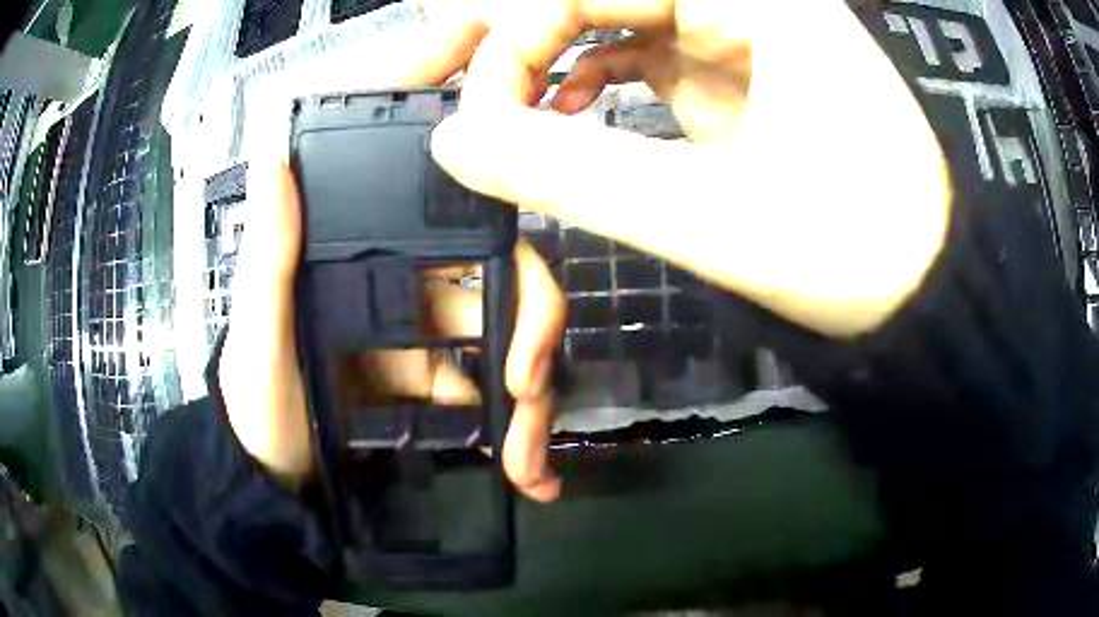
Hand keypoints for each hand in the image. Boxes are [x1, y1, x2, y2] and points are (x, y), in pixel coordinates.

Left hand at [218, 13, 565, 501]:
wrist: (268, 477)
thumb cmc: (257, 404)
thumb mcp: (259, 337)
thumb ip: (268, 260)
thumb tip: (275, 165)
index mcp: (371, 271)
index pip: (461, 246)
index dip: (515, 280)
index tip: (525, 345)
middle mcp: (403, 299)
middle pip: (498, 306)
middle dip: (533, 357)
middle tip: (532, 415)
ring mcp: (418, 349)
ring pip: (500, 359)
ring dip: (525, 411)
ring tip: (529, 470)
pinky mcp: (424, 394)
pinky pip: (482, 403)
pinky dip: (507, 431)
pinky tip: (523, 470)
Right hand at [431, 0, 953, 337]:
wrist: (925, 291)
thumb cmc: (859, 254)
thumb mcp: (715, 217)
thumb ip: (572, 172)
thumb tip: (455, 140)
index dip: (507, 38)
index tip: (467, 118)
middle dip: (503, 29)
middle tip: (426, 71)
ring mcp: (737, 31)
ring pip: (609, 16)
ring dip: (539, 54)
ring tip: (486, 105)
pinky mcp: (735, 72)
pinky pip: (637, 50)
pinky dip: (585, 78)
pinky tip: (557, 112)